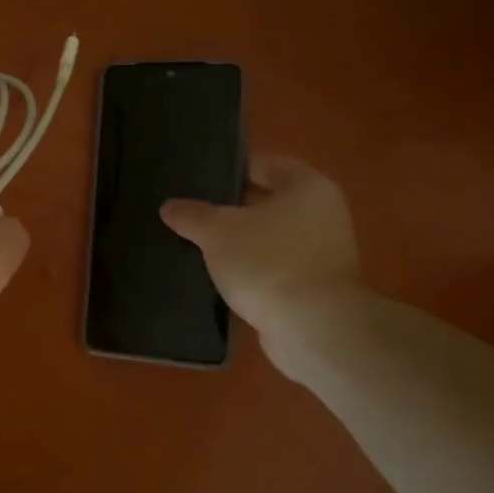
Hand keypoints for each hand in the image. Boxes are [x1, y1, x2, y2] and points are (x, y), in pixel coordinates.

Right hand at [160, 156, 360, 333]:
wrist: (312, 328)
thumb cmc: (268, 262)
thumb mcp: (217, 232)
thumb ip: (191, 215)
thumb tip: (170, 206)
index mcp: (308, 187)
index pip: (264, 164)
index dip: (230, 169)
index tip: (197, 181)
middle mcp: (323, 214)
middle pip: (267, 201)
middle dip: (230, 208)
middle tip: (192, 214)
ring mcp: (323, 253)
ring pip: (269, 236)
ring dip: (240, 242)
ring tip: (199, 246)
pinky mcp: (315, 286)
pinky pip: (275, 266)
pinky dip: (251, 269)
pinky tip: (220, 277)